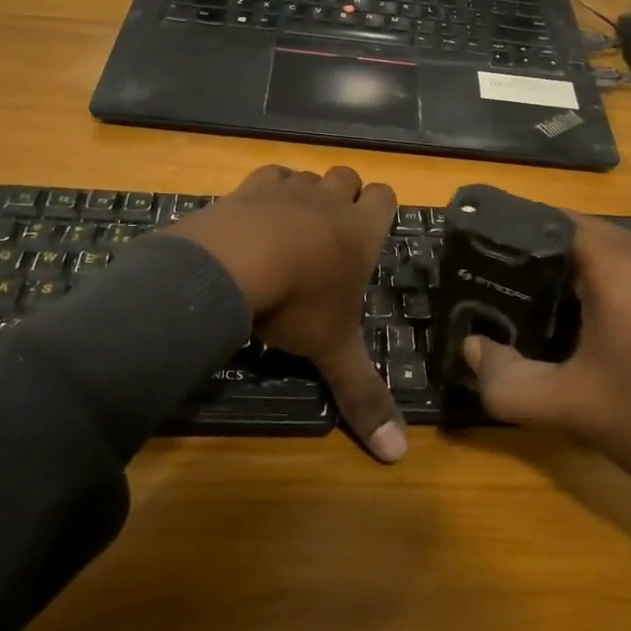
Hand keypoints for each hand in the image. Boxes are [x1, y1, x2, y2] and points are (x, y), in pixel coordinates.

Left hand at [172, 165, 406, 462]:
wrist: (232, 267)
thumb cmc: (297, 304)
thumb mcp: (332, 351)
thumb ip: (364, 396)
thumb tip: (399, 455)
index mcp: (361, 232)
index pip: (387, 197)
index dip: (381, 210)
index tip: (369, 233)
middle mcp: (330, 201)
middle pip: (349, 178)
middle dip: (345, 197)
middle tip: (331, 235)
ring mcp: (290, 188)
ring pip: (310, 175)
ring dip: (307, 195)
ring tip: (292, 230)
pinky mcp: (250, 186)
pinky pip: (270, 175)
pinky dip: (269, 191)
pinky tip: (257, 218)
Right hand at [464, 215, 630, 554]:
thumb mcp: (572, 406)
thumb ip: (507, 379)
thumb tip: (470, 350)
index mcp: (618, 262)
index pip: (549, 220)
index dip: (508, 235)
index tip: (474, 260)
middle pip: (576, 237)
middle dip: (533, 261)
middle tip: (493, 292)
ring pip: (608, 259)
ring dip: (569, 279)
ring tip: (530, 313)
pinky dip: (603, 293)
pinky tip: (587, 336)